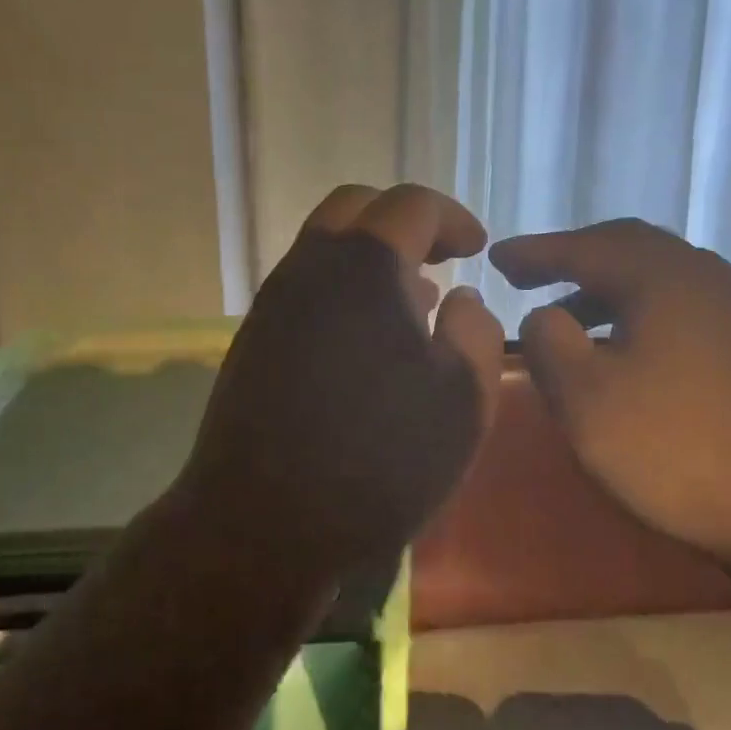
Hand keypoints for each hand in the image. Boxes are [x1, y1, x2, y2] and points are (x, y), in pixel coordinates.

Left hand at [174, 184, 504, 587]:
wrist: (264, 525)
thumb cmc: (379, 462)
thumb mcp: (462, 401)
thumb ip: (475, 332)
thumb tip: (462, 299)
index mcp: (364, 267)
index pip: (410, 204)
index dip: (452, 218)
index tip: (478, 248)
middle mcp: (308, 269)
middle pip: (354, 210)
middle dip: (404, 223)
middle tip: (440, 258)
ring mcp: (271, 307)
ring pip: (322, 250)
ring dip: (369, 260)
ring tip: (413, 302)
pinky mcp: (252, 344)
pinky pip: (304, 292)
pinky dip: (342, 294)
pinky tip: (367, 345)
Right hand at [490, 218, 730, 574]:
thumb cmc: (678, 449)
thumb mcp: (586, 399)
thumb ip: (549, 344)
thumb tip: (543, 316)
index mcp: (662, 278)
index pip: (584, 247)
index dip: (534, 251)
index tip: (493, 256)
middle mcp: (706, 278)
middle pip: (628, 247)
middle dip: (573, 257)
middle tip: (529, 274)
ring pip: (659, 278)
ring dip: (606, 287)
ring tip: (568, 314)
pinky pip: (682, 307)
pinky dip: (639, 312)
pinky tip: (626, 349)